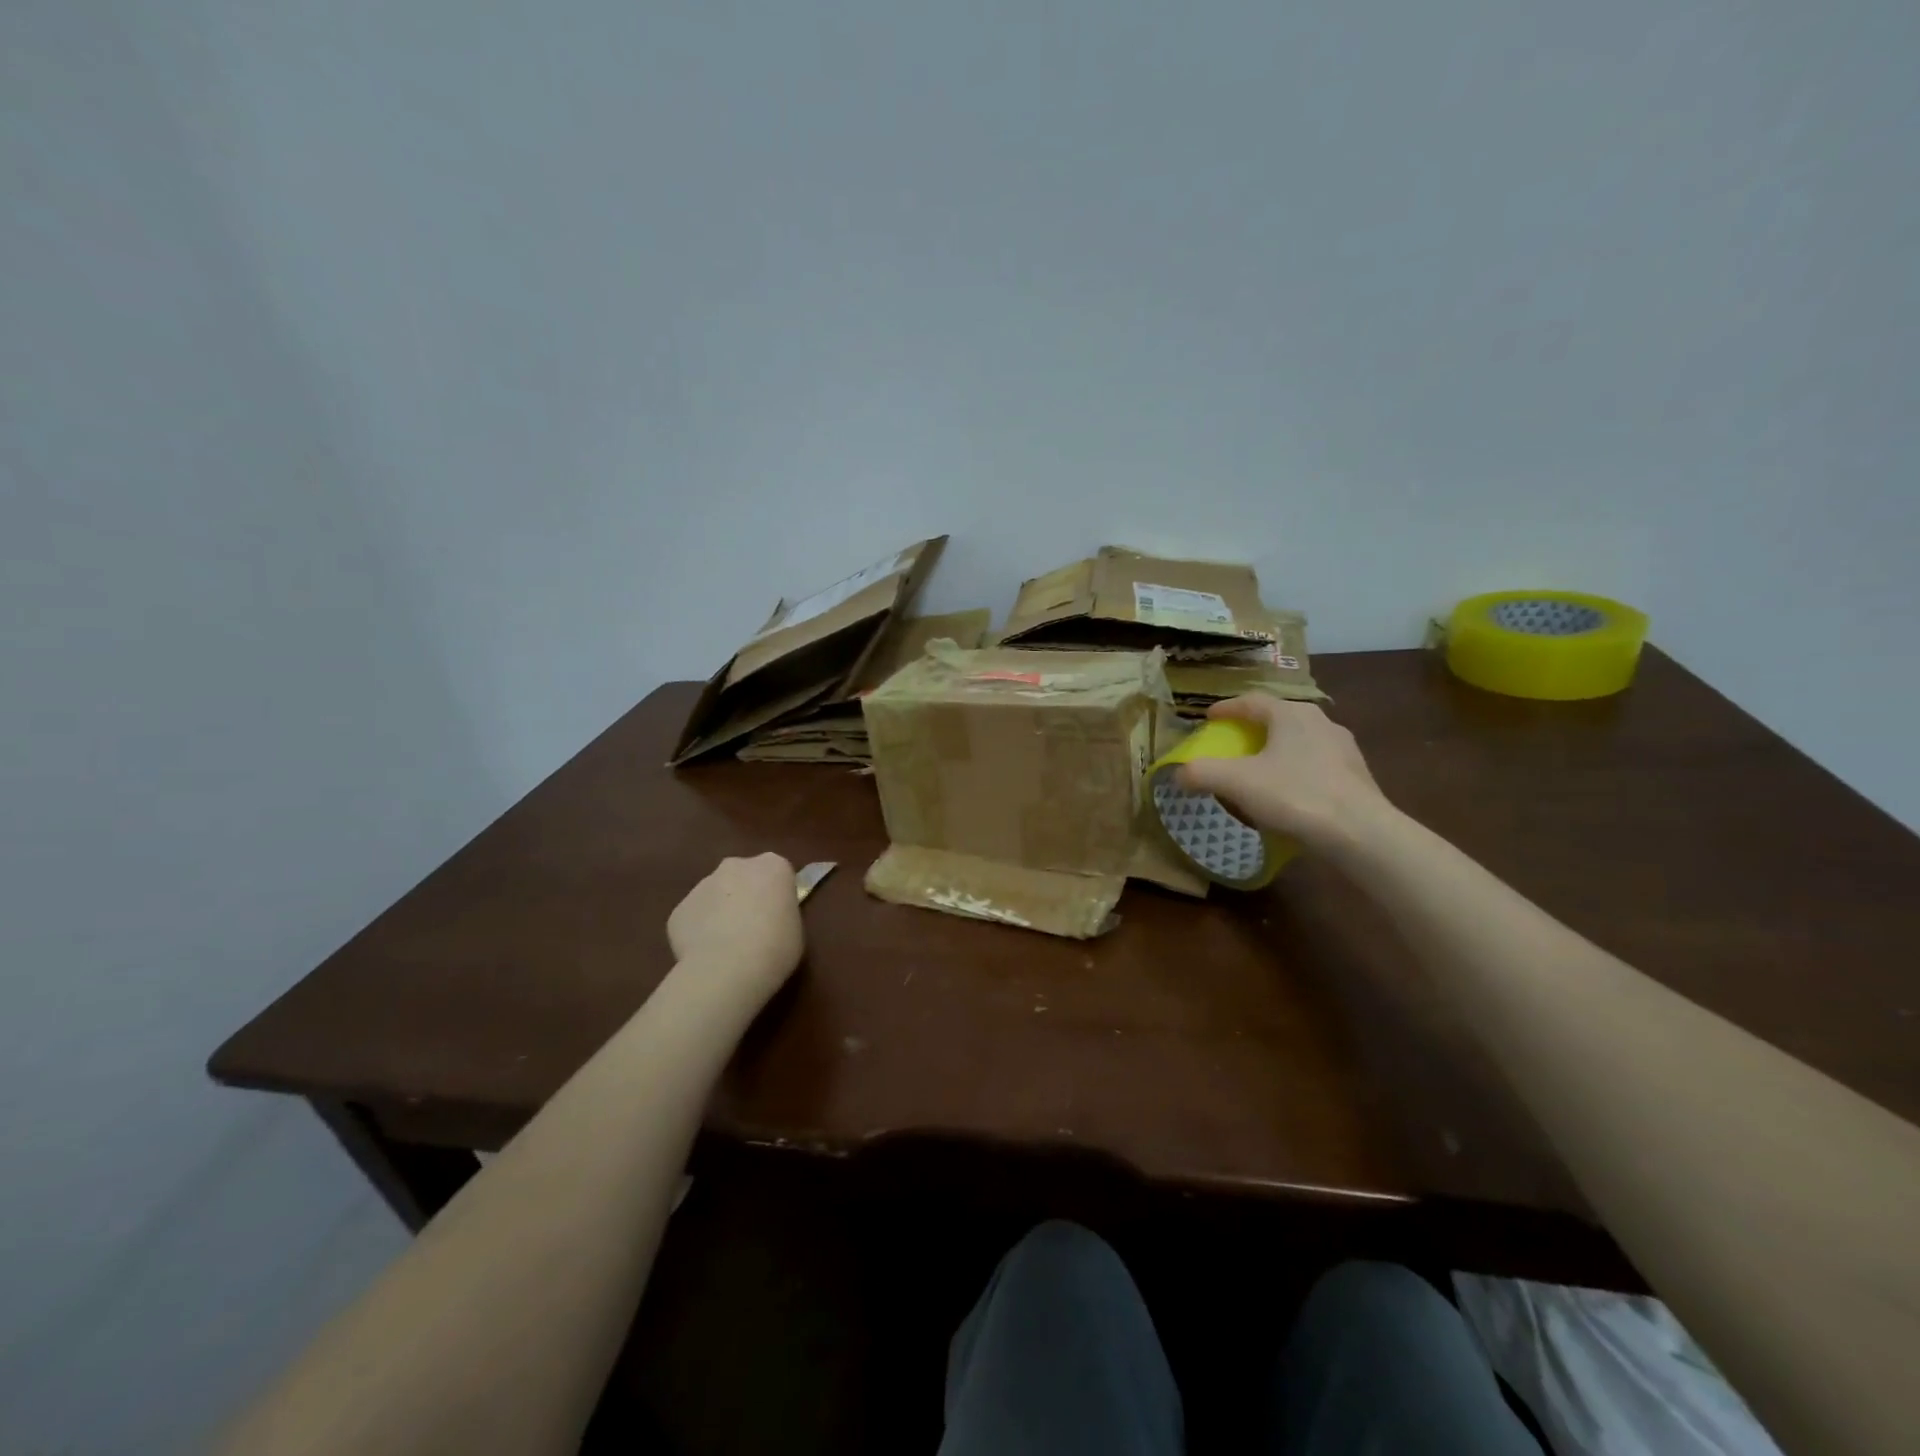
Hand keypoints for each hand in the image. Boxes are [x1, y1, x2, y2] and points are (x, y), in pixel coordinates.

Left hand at [667, 853, 804, 1004]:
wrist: (728, 969)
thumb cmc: (776, 947)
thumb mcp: (795, 928)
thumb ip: (780, 912)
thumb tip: (767, 916)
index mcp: (772, 866)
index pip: (777, 872)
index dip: (777, 894)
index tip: (778, 914)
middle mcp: (736, 866)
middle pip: (743, 876)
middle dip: (746, 895)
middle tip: (753, 928)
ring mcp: (703, 885)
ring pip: (715, 895)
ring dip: (720, 913)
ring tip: (727, 948)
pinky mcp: (679, 910)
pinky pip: (694, 919)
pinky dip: (699, 932)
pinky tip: (707, 956)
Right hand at [1177, 696, 1386, 847]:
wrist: (1360, 833)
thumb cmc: (1294, 795)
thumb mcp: (1237, 783)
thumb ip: (1201, 773)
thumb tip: (1178, 773)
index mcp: (1291, 714)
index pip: (1252, 701)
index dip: (1227, 708)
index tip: (1209, 718)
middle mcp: (1320, 722)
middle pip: (1279, 717)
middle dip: (1254, 727)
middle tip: (1234, 740)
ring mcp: (1343, 748)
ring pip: (1300, 740)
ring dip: (1278, 748)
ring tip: (1262, 766)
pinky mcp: (1357, 775)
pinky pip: (1317, 764)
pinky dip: (1297, 770)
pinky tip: (1289, 791)